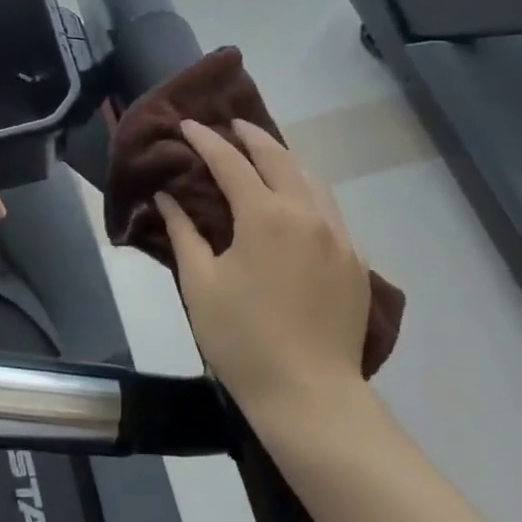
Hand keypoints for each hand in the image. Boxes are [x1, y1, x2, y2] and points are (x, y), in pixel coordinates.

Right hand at [156, 120, 372, 422]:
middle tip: (231, 125)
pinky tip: (296, 202)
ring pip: (311, 179)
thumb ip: (183, 233)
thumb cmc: (243, 340)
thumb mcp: (200, 284)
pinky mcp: (354, 260)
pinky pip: (330, 210)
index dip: (206, 140)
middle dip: (252, 136)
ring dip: (284, 159)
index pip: (231, 162)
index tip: (188, 125)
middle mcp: (306, 214)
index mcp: (265, 216)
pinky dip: (307, 191)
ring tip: (264, 154)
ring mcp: (337, 236)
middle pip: (278, 158)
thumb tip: (167, 197)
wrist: (310, 396)